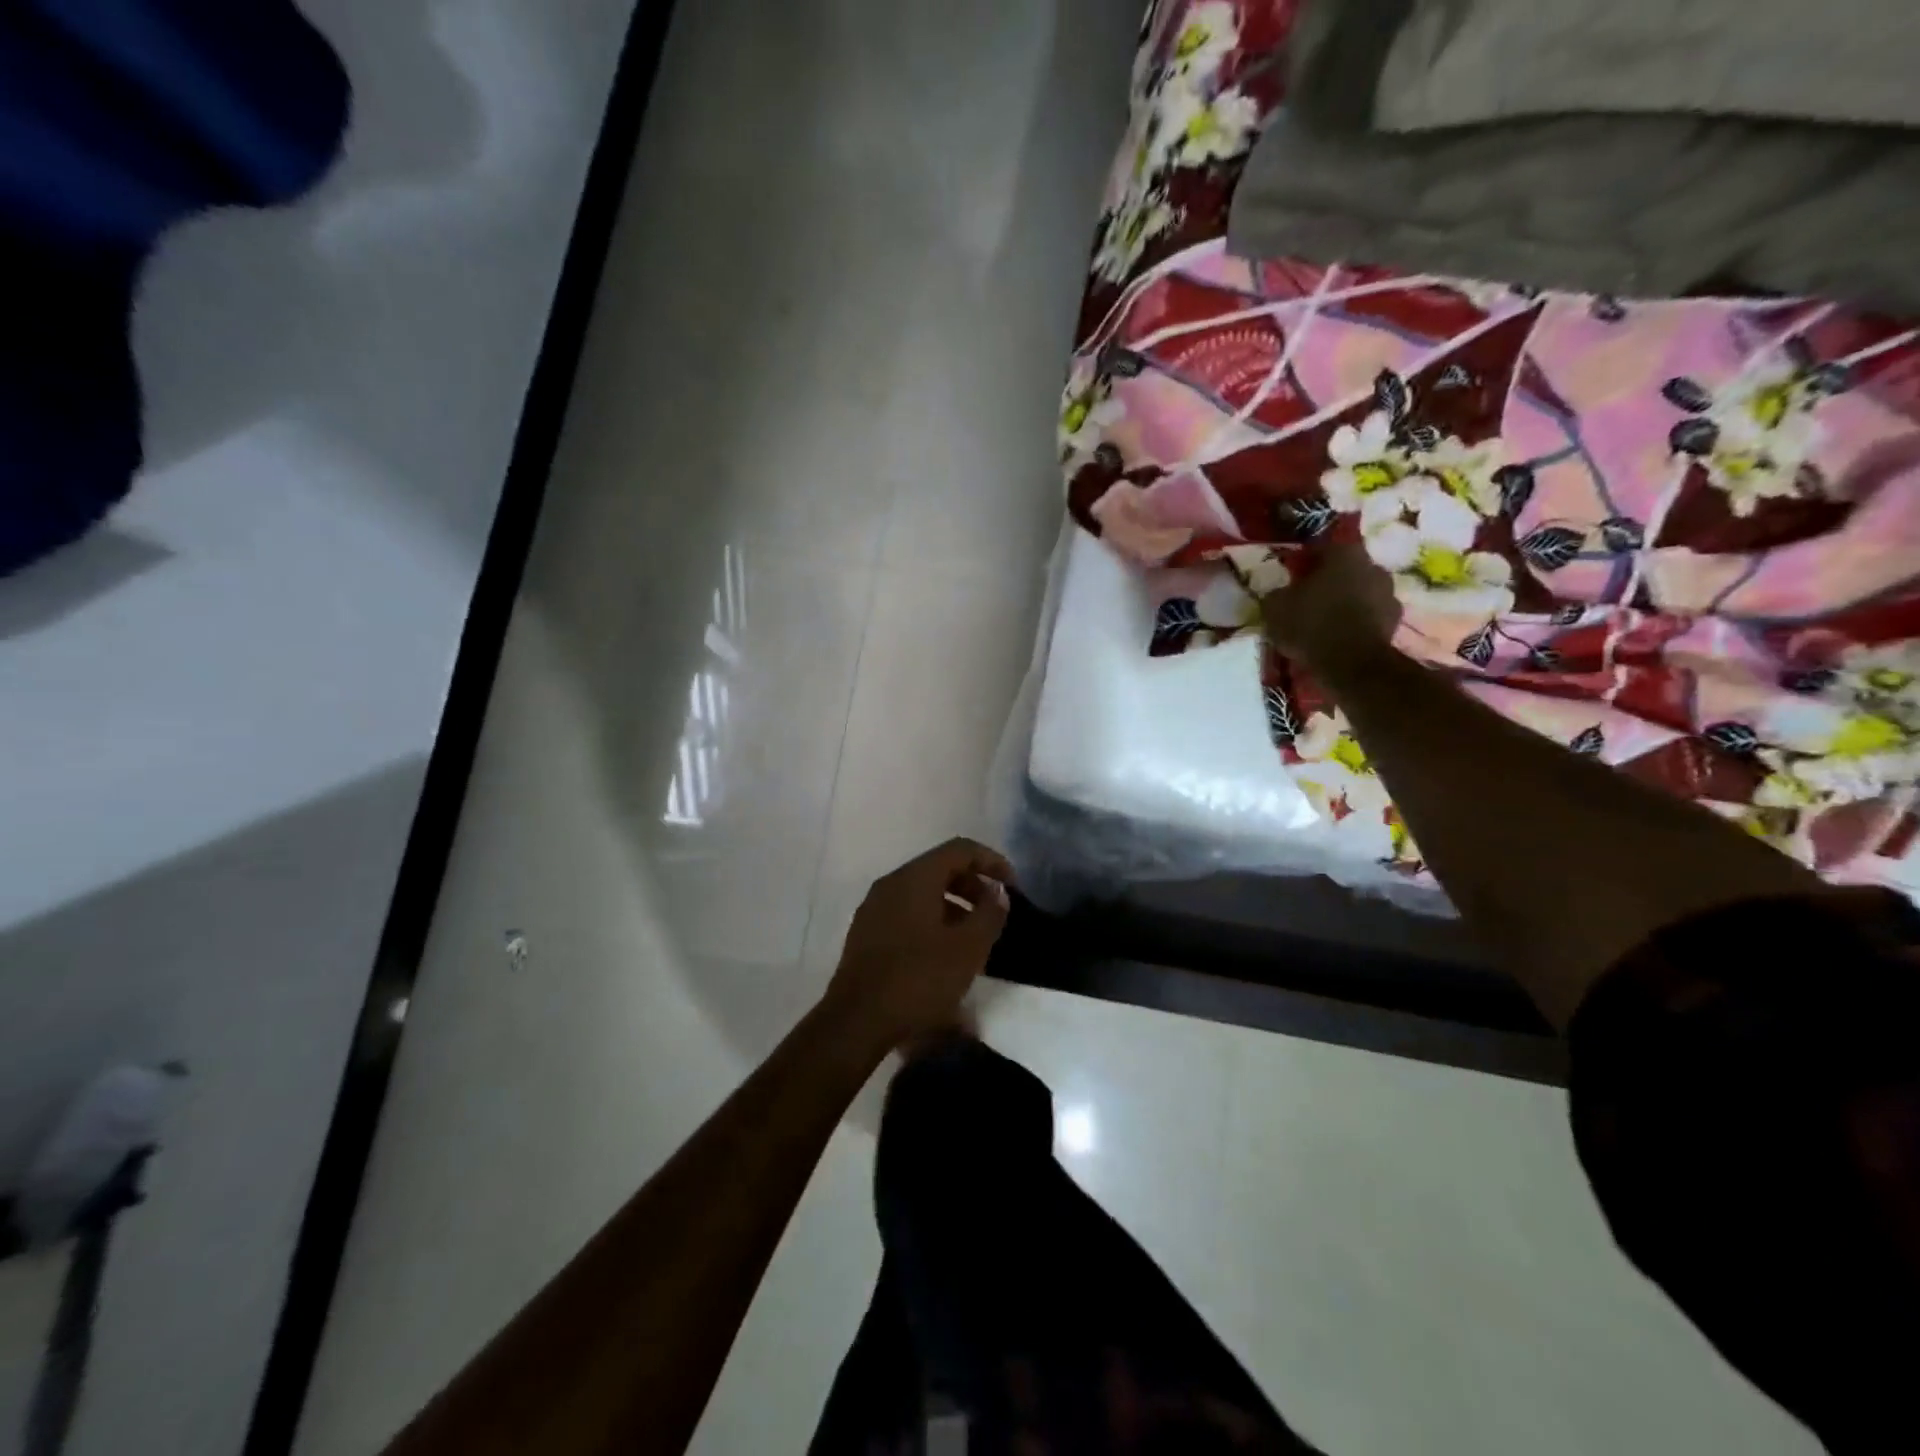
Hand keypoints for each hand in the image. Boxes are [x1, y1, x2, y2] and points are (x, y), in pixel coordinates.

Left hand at [822, 839, 1013, 1051]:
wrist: (856, 1022)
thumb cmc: (918, 979)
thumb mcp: (968, 949)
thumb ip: (989, 914)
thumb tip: (998, 892)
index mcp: (914, 878)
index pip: (960, 849)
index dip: (991, 861)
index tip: (1013, 886)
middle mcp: (891, 884)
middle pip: (940, 868)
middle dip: (973, 885)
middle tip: (996, 913)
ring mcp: (874, 908)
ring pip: (922, 892)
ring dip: (954, 906)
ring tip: (976, 937)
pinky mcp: (866, 934)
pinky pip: (907, 912)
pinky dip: (933, 920)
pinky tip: (945, 953)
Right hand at [1261, 541, 1400, 670]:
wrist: (1351, 663)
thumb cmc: (1310, 624)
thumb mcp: (1275, 607)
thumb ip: (1277, 594)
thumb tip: (1280, 594)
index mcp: (1344, 553)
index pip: (1320, 549)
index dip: (1303, 563)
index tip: (1290, 577)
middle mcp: (1372, 566)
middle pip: (1345, 570)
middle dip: (1328, 582)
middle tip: (1307, 599)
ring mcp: (1389, 594)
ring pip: (1360, 592)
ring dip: (1345, 602)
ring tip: (1323, 622)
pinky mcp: (1395, 622)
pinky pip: (1369, 616)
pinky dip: (1356, 623)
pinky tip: (1338, 638)